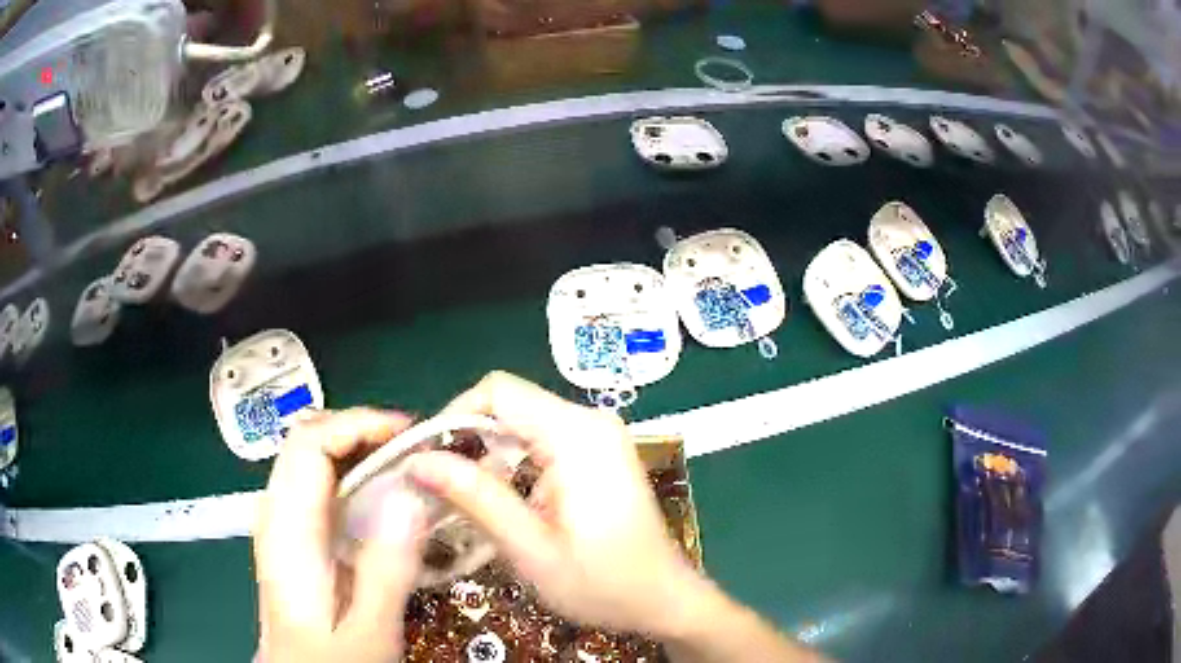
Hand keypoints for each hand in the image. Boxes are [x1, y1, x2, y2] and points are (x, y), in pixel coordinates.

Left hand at [253, 409, 425, 662]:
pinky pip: (321, 489)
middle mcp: (277, 516)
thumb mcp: (368, 631)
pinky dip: (355, 478)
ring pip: (313, 461)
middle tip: (416, 449)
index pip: (309, 443)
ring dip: (359, 451)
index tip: (410, 435)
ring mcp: (284, 526)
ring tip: (408, 467)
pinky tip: (386, 500)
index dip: (357, 424)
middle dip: (362, 431)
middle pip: (308, 442)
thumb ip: (386, 569)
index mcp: (287, 531)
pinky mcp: (297, 539)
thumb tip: (411, 494)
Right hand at [407, 372, 704, 637]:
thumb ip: (475, 497)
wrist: (663, 600)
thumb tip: (417, 460)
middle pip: (508, 405)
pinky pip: (540, 441)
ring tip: (457, 496)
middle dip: (465, 439)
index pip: (498, 392)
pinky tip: (497, 500)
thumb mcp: (530, 548)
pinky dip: (510, 463)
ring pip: (521, 423)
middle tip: (434, 484)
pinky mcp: (597, 454)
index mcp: (577, 435)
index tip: (424, 458)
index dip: (452, 416)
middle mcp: (590, 422)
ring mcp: (597, 436)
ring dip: (485, 455)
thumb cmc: (603, 584)